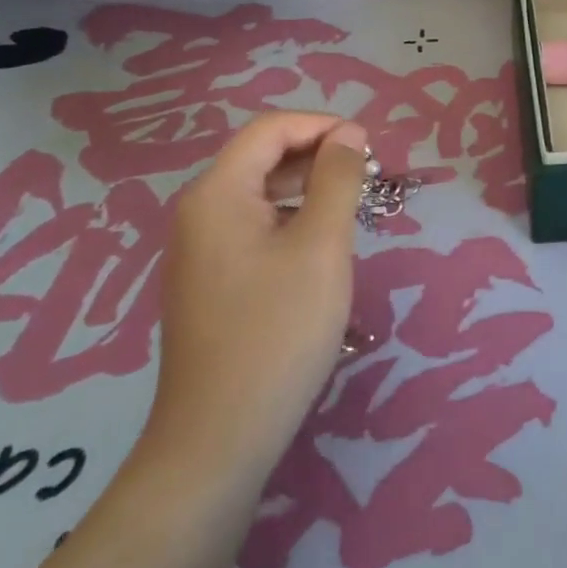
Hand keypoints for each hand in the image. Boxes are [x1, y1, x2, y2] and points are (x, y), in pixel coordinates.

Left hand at [140, 114, 366, 482]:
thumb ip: (337, 179)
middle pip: (261, 157)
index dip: (321, 125)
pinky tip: (318, 246)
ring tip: (350, 206)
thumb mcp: (321, 246)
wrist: (218, 441)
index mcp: (217, 194)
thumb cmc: (277, 332)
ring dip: (306, 187)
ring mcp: (199, 251)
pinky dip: (289, 219)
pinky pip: (251, 227)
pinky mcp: (208, 282)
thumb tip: (348, 133)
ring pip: (258, 193)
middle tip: (366, 177)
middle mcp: (199, 213)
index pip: (270, 129)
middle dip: (316, 155)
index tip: (367, 146)